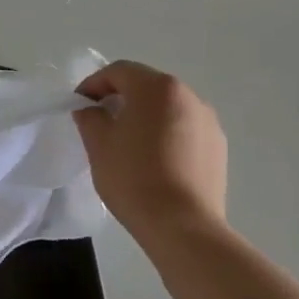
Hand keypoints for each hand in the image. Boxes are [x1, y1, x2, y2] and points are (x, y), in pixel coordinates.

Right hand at [74, 60, 227, 242]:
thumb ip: (90, 117)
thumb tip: (91, 109)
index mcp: (156, 88)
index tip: (79, 104)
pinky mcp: (219, 146)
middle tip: (101, 120)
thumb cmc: (134, 178)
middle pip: (147, 86)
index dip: (94, 84)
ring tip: (130, 142)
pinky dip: (167, 134)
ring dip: (146, 116)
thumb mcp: (99, 145)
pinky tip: (156, 160)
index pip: (119, 72)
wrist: (183, 226)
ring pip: (168, 107)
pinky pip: (186, 129)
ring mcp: (208, 121)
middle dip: (121, 98)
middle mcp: (188, 95)